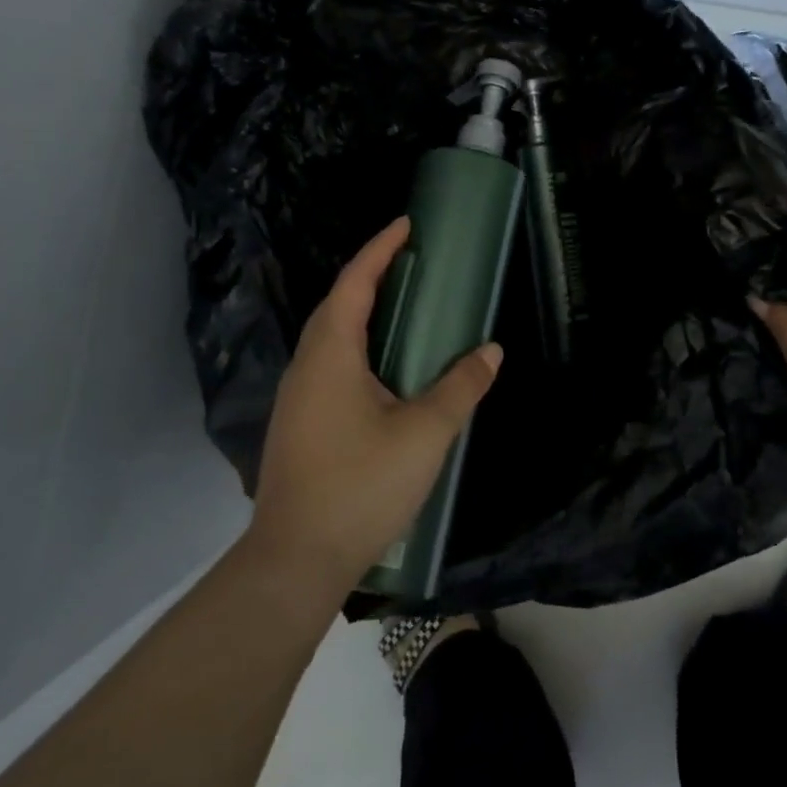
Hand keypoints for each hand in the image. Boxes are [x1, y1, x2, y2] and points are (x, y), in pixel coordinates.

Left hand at [243, 217, 502, 599]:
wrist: (296, 561)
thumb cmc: (361, 486)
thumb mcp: (425, 433)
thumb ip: (460, 387)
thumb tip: (490, 351)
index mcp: (330, 355)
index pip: (354, 283)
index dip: (380, 249)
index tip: (407, 225)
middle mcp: (306, 366)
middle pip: (336, 305)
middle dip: (371, 276)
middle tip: (412, 262)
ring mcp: (297, 398)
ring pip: (330, 337)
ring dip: (362, 312)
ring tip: (402, 307)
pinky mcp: (300, 424)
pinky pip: (330, 365)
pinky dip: (357, 346)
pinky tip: (383, 369)